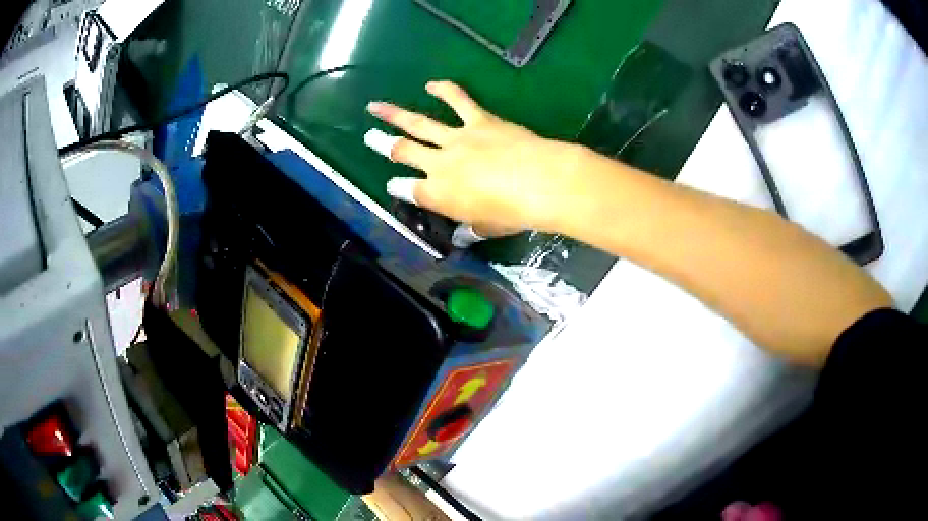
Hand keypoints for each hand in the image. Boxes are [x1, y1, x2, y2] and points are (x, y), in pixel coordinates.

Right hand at [367, 81, 580, 236]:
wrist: (539, 182)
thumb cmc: (513, 213)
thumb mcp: (487, 227)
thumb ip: (471, 227)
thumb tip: (464, 235)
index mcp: (439, 194)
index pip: (409, 190)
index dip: (398, 187)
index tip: (391, 184)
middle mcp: (439, 164)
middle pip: (403, 151)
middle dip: (383, 144)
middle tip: (368, 136)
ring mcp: (457, 139)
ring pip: (419, 124)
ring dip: (395, 114)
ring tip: (376, 106)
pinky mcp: (479, 120)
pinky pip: (459, 100)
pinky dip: (445, 90)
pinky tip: (432, 84)